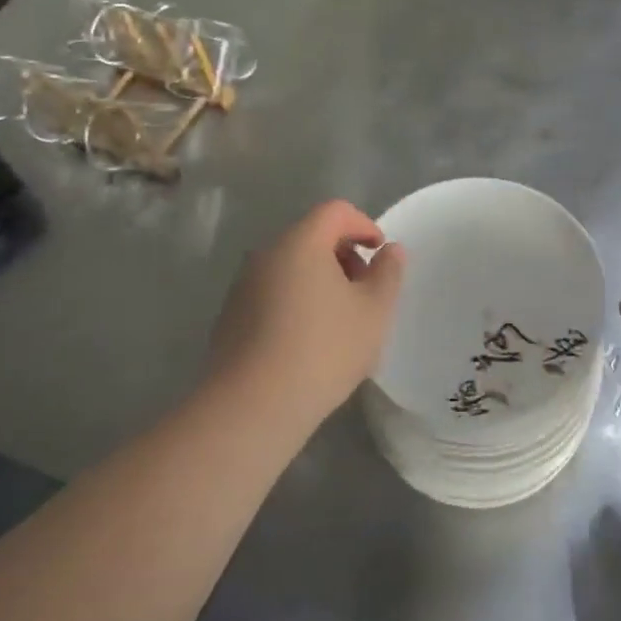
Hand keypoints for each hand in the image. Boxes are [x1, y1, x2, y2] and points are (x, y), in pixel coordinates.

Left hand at [207, 200, 405, 436]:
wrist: (250, 409)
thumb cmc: (322, 350)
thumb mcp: (373, 312)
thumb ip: (387, 273)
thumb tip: (389, 250)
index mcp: (301, 242)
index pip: (336, 211)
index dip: (364, 225)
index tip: (380, 255)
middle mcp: (267, 253)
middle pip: (311, 236)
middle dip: (343, 255)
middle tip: (364, 291)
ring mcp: (243, 285)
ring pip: (291, 266)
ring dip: (320, 280)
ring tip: (339, 321)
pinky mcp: (231, 317)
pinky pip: (272, 292)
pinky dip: (296, 301)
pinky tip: (307, 342)